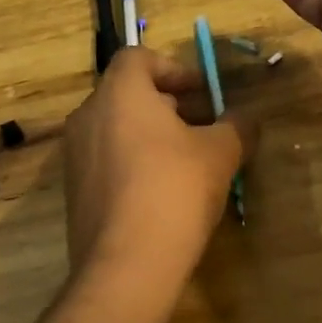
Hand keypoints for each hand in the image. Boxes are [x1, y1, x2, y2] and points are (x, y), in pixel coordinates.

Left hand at [62, 49, 256, 308]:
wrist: (125, 265)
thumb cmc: (175, 190)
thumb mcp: (221, 154)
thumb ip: (237, 126)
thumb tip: (247, 118)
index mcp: (120, 93)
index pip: (138, 57)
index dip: (173, 68)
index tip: (201, 93)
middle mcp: (88, 115)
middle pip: (128, 93)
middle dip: (168, 104)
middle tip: (202, 127)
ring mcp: (75, 154)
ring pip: (116, 127)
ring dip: (150, 134)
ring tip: (187, 161)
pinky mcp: (73, 190)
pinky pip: (106, 159)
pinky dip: (132, 161)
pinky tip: (161, 191)